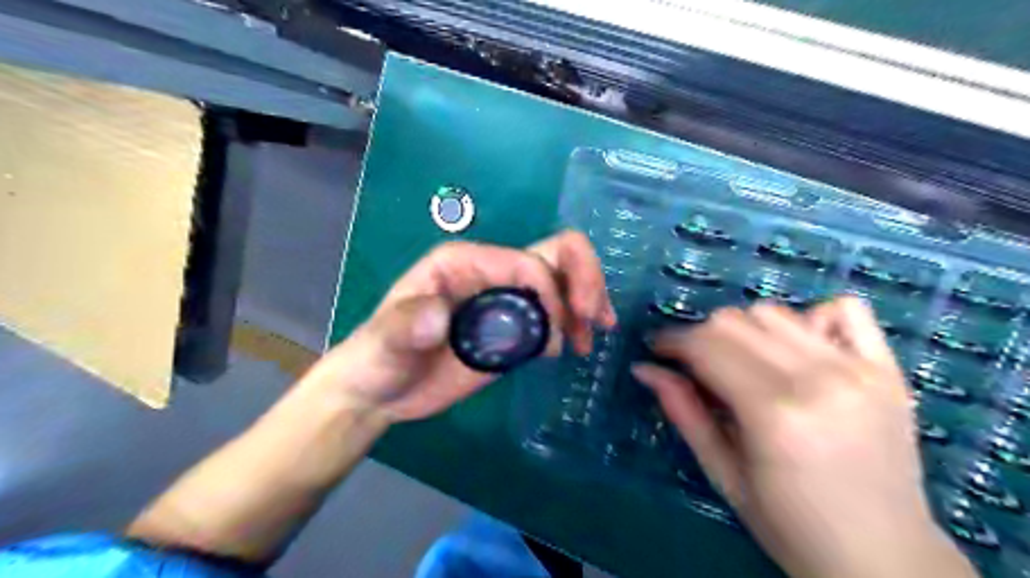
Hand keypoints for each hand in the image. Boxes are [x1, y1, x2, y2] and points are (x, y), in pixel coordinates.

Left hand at [302, 231, 609, 423]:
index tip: (554, 337)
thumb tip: (439, 316)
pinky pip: (556, 311)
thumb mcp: (385, 341)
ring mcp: (506, 298)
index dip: (549, 292)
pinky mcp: (514, 327)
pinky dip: (576, 320)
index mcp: (465, 261)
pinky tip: (579, 344)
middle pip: (555, 254)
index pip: (525, 262)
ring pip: (563, 277)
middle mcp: (491, 271)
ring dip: (588, 298)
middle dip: (584, 279)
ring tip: (593, 334)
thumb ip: (405, 324)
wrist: (381, 391)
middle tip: (594, 320)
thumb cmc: (378, 359)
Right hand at [633, 299, 974, 577]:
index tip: (657, 350)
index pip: (705, 347)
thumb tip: (644, 368)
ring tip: (739, 359)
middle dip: (701, 335)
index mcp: (773, 413)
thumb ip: (684, 412)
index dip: (672, 342)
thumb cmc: (791, 526)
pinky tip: (798, 345)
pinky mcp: (887, 369)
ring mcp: (858, 369)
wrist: (886, 559)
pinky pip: (845, 309)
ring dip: (744, 328)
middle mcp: (817, 378)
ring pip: (775, 313)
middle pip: (735, 322)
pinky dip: (811, 316)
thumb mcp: (723, 475)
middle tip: (694, 364)